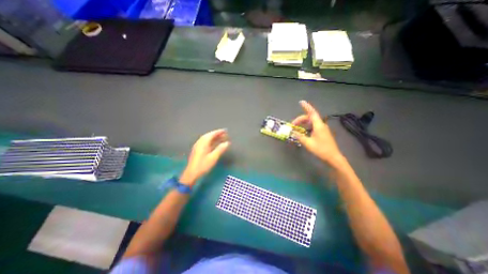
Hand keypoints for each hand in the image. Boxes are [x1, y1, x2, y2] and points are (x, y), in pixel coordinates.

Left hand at [178, 128, 230, 185]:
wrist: (191, 173)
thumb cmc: (203, 165)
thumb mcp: (213, 158)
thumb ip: (220, 149)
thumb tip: (227, 143)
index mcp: (203, 143)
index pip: (211, 134)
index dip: (218, 132)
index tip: (225, 130)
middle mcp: (199, 143)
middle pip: (208, 135)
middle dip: (216, 134)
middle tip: (224, 134)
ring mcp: (197, 146)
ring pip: (206, 139)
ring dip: (213, 137)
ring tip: (220, 137)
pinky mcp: (197, 150)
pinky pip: (205, 142)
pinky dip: (210, 141)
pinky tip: (213, 143)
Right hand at [291, 100, 344, 166]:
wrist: (333, 157)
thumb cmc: (321, 150)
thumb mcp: (308, 143)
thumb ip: (299, 136)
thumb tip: (293, 132)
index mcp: (318, 125)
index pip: (312, 113)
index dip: (306, 107)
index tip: (301, 102)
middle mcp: (321, 125)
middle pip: (310, 118)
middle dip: (300, 119)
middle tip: (293, 125)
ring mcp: (322, 129)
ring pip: (311, 122)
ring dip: (303, 123)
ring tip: (296, 128)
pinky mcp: (322, 133)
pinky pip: (313, 126)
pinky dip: (307, 127)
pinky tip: (303, 132)